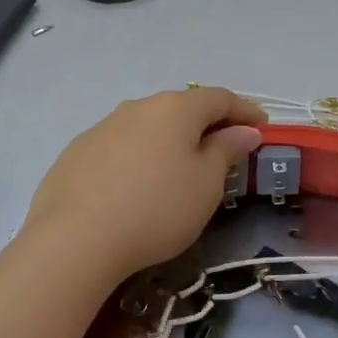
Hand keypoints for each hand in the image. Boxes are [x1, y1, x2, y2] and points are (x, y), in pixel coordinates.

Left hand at [23, 87, 265, 285]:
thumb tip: (244, 130)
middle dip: (206, 125)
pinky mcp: (76, 153)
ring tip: (180, 170)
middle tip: (224, 150)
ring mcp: (102, 128)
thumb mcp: (205, 184)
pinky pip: (120, 148)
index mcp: (174, 108)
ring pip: (147, 127)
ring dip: (169, 141)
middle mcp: (137, 107)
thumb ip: (226, 151)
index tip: (262, 128)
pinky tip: (137, 186)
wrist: (75, 239)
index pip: (219, 98)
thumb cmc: (157, 208)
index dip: (245, 111)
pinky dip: (139, 158)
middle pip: (181, 108)